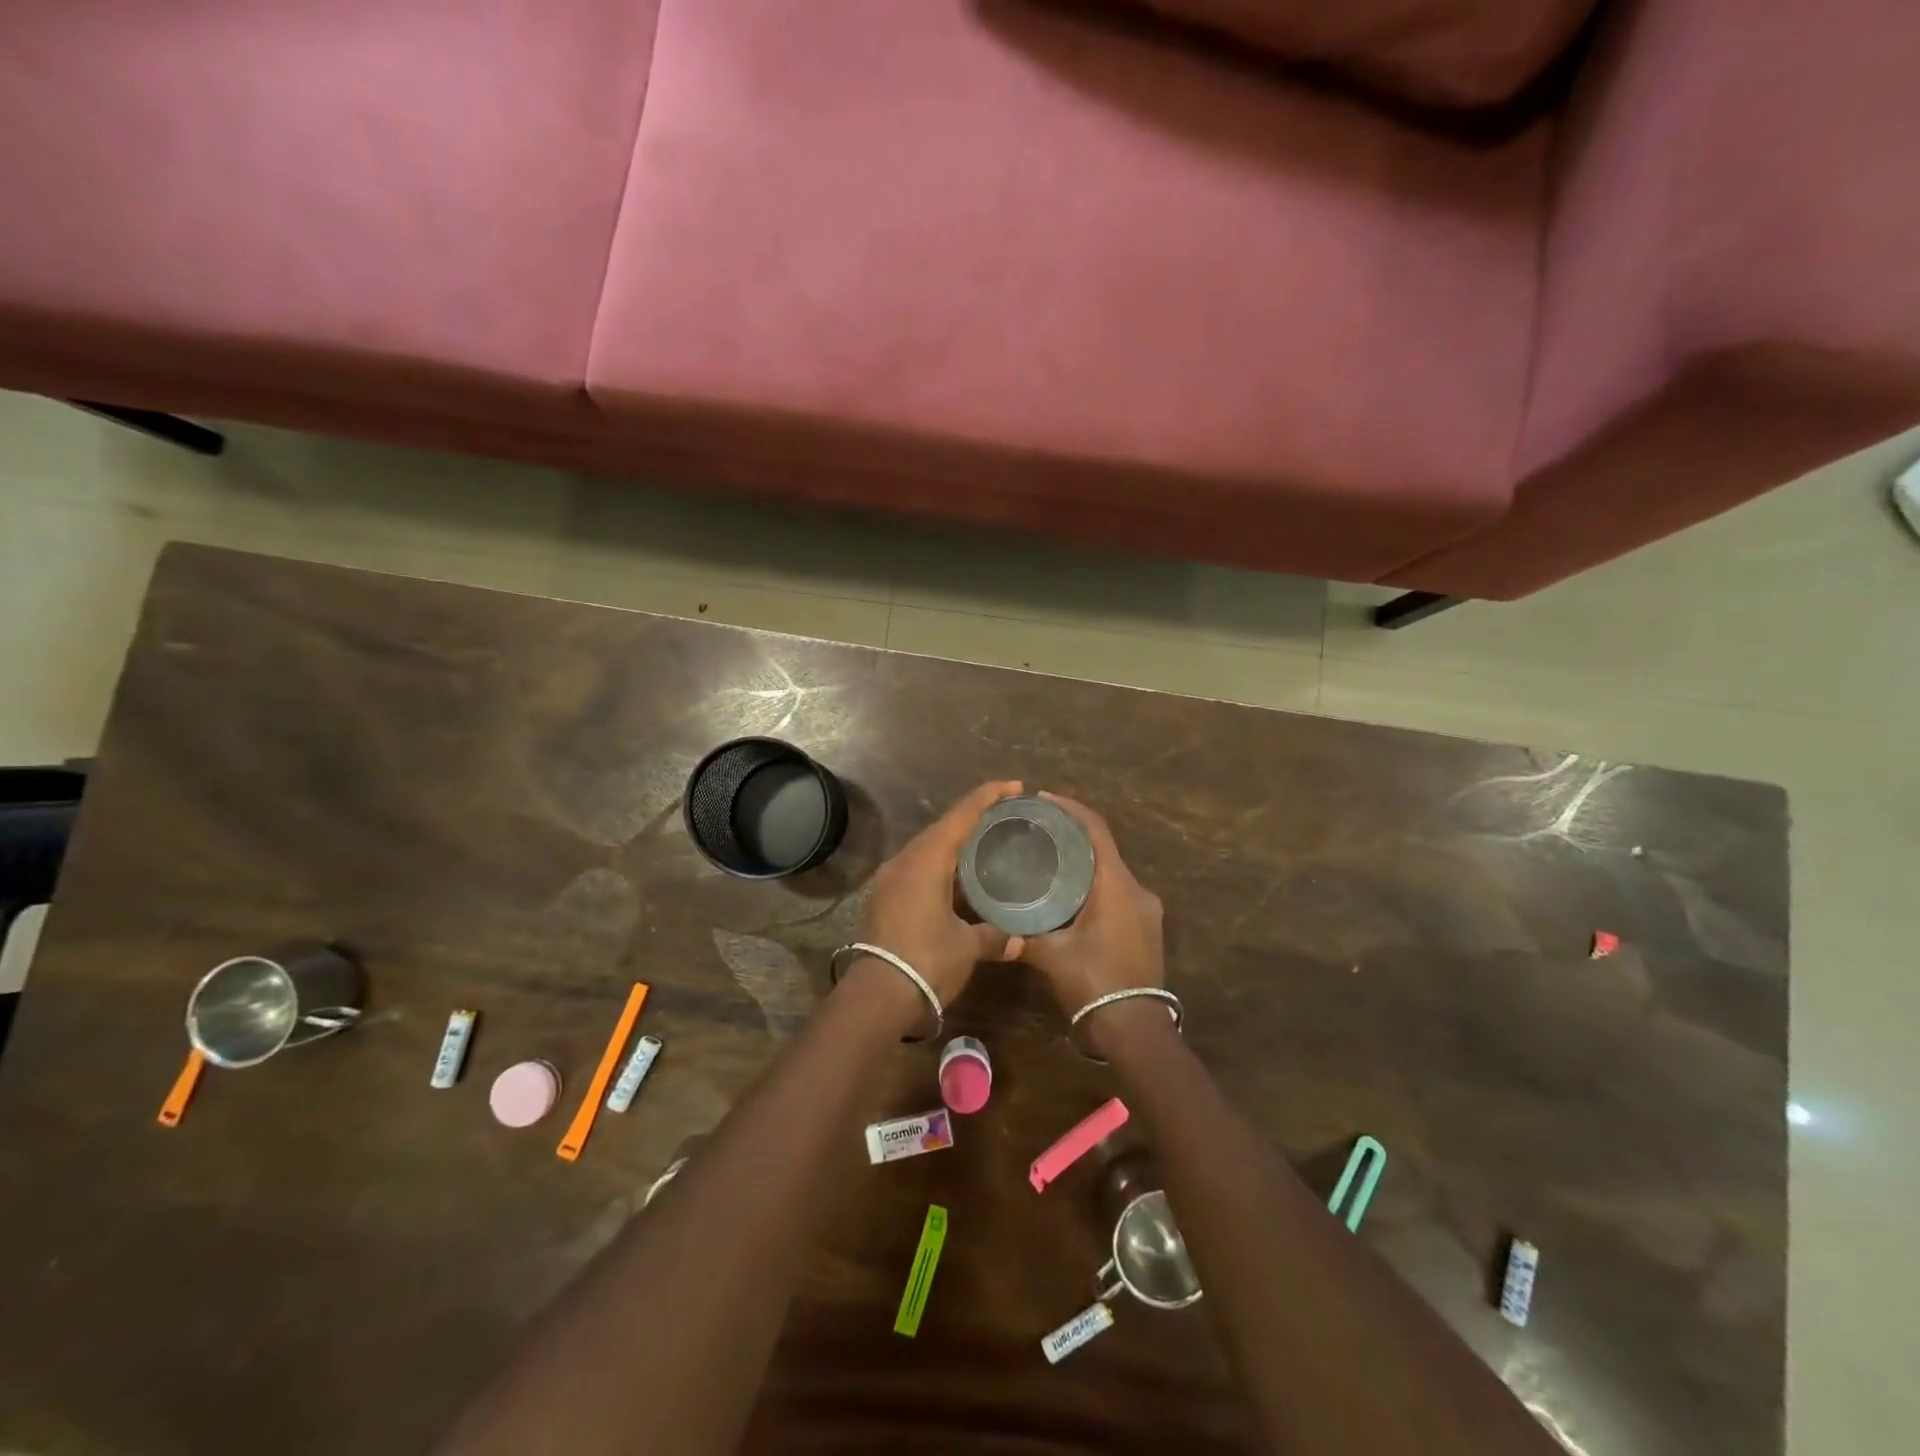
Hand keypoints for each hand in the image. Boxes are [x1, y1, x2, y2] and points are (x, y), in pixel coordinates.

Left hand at [852, 781, 1026, 1021]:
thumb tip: (1019, 941)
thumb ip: (993, 936)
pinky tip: (958, 878)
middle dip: (973, 817)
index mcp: (926, 860)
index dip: (988, 796)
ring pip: (928, 848)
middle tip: (1004, 815)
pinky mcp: (885, 898)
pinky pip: (918, 867)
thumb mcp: (966, 947)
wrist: (877, 996)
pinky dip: (941, 864)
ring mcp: (890, 879)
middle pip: (943, 827)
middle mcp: (905, 860)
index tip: (1014, 786)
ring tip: (985, 843)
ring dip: (955, 842)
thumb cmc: (926, 961)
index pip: (962, 815)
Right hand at [1018, 794, 1164, 1036]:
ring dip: (1085, 864)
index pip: (1096, 831)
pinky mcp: (1147, 929)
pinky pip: (1119, 893)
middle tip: (1039, 832)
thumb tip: (997, 927)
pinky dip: (1095, 886)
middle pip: (1104, 849)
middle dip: (1073, 837)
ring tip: (1050, 861)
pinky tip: (1070, 896)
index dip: (1071, 809)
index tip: (1044, 799)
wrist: (1135, 1030)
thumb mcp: (1052, 956)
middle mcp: (1137, 890)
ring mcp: (1147, 911)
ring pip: (1112, 873)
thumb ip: (1024, 935)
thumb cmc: (1094, 982)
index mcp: (1117, 885)